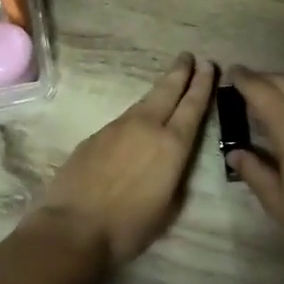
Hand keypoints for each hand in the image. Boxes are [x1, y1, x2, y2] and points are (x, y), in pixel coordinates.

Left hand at [26, 54, 217, 267]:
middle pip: (167, 91)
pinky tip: (138, 120)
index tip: (209, 65)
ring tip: (169, 81)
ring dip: (159, 90)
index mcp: (172, 145)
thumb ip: (175, 175)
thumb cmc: (129, 227)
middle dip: (181, 72)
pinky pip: (124, 118)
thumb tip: (172, 160)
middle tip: (189, 56)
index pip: (192, 106)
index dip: (203, 85)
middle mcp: (146, 127)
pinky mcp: (95, 135)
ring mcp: (117, 128)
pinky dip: (138, 112)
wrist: (74, 227)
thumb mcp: (168, 206)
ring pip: (144, 102)